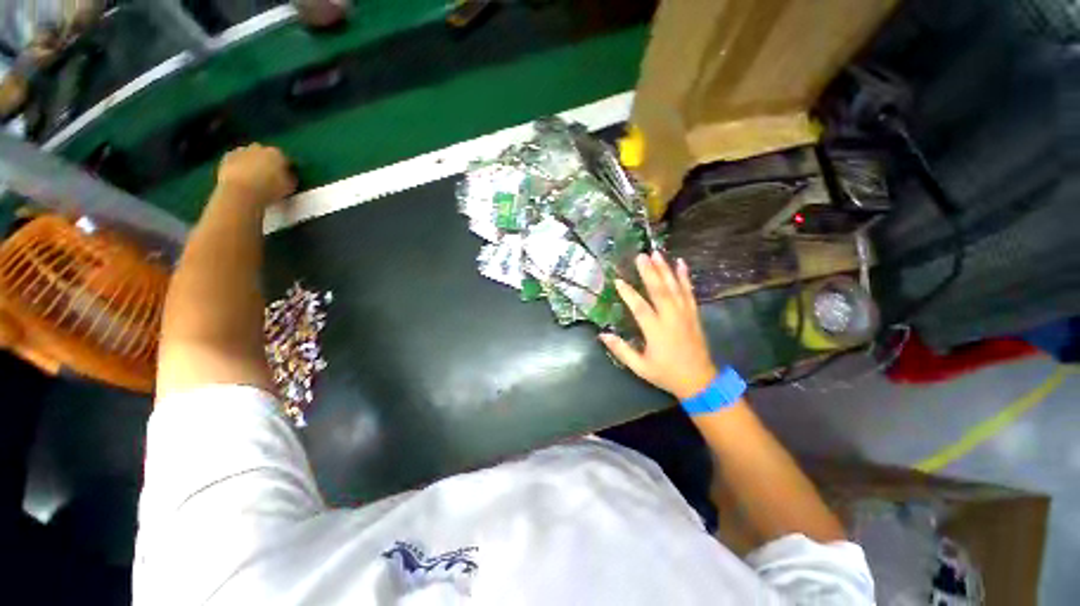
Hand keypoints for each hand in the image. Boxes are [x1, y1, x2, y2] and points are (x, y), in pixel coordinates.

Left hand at [216, 144, 296, 205]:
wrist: (240, 192)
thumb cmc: (269, 190)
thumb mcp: (289, 187)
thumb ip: (291, 178)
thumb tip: (290, 175)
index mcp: (277, 154)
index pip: (284, 159)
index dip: (285, 168)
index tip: (285, 177)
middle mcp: (259, 148)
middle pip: (265, 153)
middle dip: (267, 161)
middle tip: (268, 175)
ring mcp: (240, 151)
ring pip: (249, 154)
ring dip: (251, 162)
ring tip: (253, 177)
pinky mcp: (226, 158)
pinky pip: (235, 160)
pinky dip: (238, 165)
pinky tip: (241, 176)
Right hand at [600, 252, 717, 399]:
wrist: (700, 381)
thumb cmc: (667, 374)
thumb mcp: (640, 367)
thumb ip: (621, 350)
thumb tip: (602, 335)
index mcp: (656, 331)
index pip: (640, 307)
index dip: (628, 294)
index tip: (618, 280)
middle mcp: (671, 318)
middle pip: (659, 291)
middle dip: (649, 272)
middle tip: (641, 255)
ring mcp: (685, 314)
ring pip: (674, 287)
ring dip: (665, 269)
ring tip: (657, 253)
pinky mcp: (693, 314)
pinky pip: (689, 292)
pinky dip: (685, 277)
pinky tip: (681, 264)